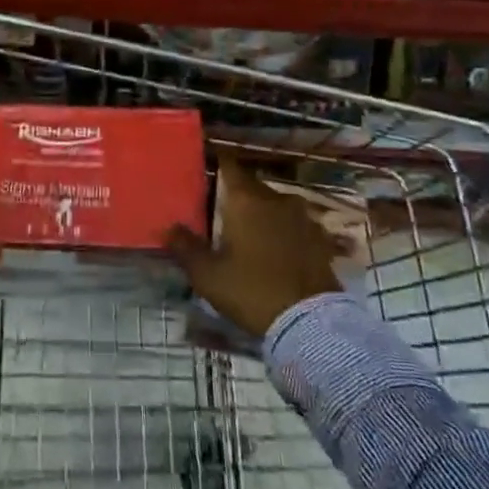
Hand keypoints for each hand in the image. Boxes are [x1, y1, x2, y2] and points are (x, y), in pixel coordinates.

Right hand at [165, 159, 344, 337]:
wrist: (311, 323)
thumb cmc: (251, 290)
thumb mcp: (208, 275)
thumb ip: (185, 247)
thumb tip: (168, 227)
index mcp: (245, 200)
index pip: (229, 166)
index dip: (216, 164)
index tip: (204, 171)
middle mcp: (276, 199)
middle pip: (252, 186)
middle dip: (236, 194)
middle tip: (220, 210)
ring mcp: (303, 218)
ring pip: (275, 204)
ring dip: (262, 213)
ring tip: (248, 232)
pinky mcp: (320, 239)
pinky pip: (295, 225)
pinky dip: (283, 231)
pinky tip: (276, 249)